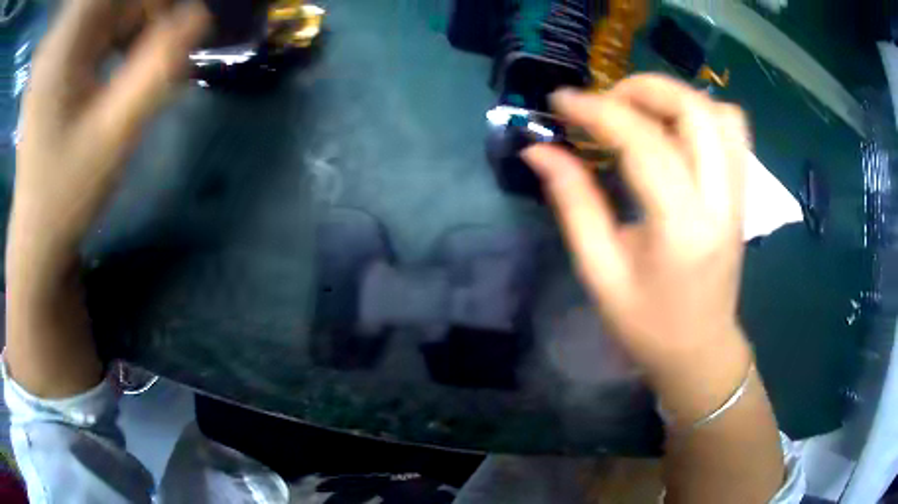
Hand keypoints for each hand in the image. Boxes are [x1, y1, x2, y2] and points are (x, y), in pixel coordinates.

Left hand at [9, 0, 208, 278]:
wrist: (36, 235)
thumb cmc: (67, 191)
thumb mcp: (115, 133)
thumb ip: (158, 69)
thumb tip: (200, 16)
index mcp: (66, 45)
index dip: (155, 3)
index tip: (173, 37)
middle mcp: (60, 39)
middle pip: (117, 2)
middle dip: (148, 19)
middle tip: (162, 61)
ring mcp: (57, 53)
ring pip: (111, 13)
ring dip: (135, 31)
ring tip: (142, 72)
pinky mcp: (58, 66)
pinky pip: (99, 31)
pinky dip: (120, 41)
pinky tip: (122, 72)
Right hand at [524, 75, 750, 379]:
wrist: (700, 349)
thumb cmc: (648, 325)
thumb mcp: (600, 272)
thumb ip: (573, 202)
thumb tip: (539, 150)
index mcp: (682, 228)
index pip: (645, 143)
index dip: (598, 111)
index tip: (561, 102)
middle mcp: (721, 200)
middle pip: (695, 110)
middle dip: (644, 89)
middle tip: (606, 102)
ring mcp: (739, 193)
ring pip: (720, 113)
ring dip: (675, 97)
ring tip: (640, 110)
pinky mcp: (743, 193)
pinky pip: (733, 131)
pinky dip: (702, 112)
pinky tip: (674, 129)